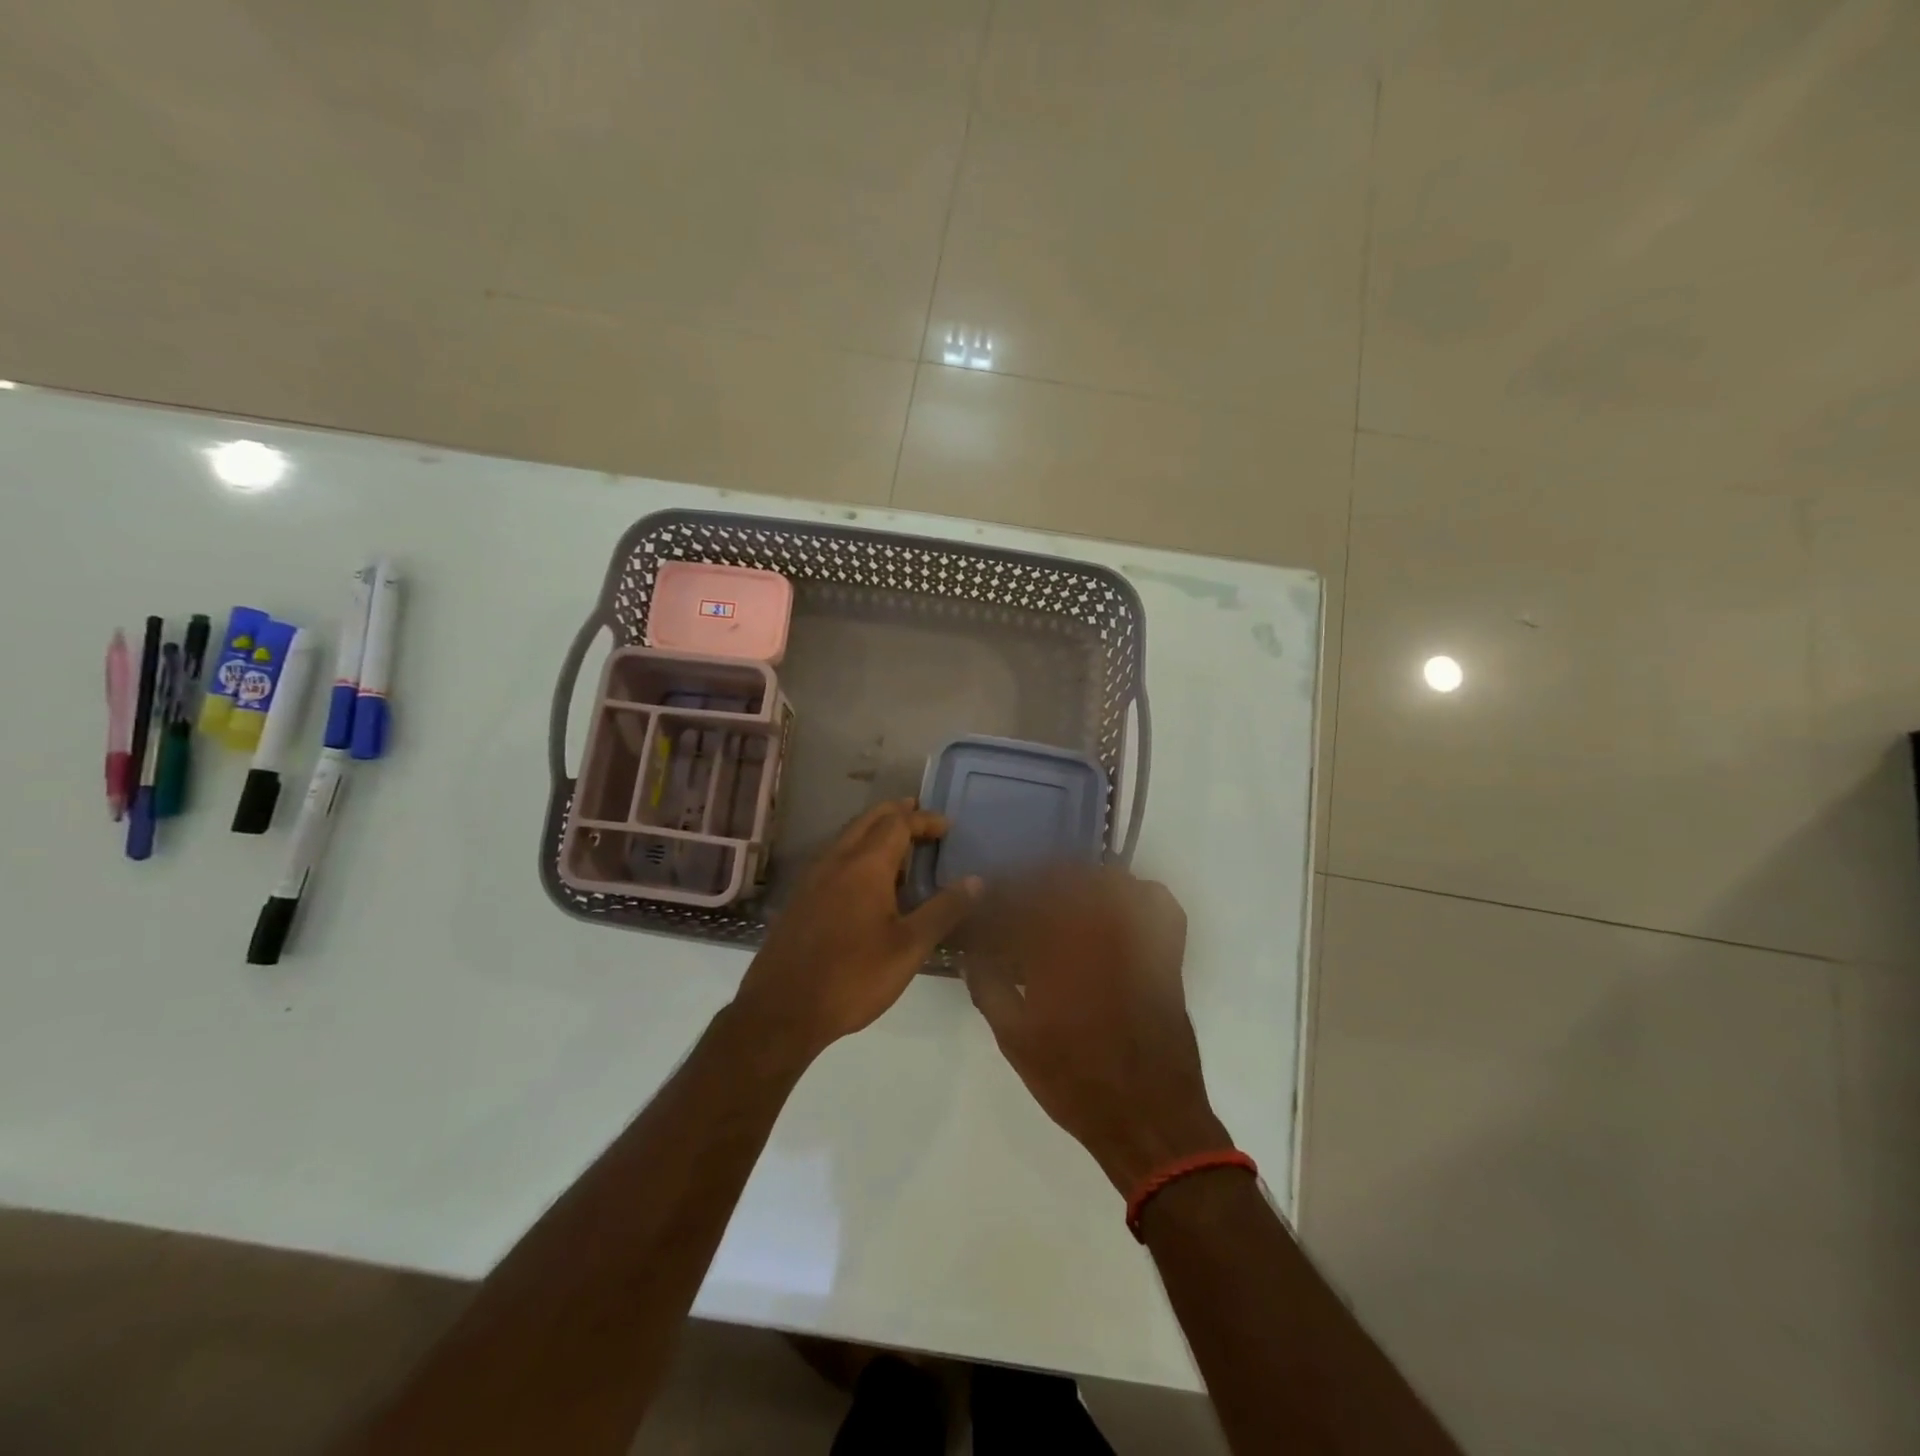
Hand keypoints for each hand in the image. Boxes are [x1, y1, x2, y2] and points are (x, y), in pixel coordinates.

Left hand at [732, 799, 979, 1063]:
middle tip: (924, 820)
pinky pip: (834, 858)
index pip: (898, 823)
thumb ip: (943, 910)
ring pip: (848, 837)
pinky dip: (858, 852)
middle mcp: (836, 860)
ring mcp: (813, 878)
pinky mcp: (800, 898)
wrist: (781, 1011)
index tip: (948, 828)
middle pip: (869, 820)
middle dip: (898, 814)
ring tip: (902, 848)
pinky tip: (868, 882)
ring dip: (876, 832)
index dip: (925, 820)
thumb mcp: (909, 947)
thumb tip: (976, 880)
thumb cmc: (853, 977)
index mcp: (865, 865)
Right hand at [964, 869, 1230, 1193]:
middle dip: (1034, 883)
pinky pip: (1158, 902)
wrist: (1148, 1117)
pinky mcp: (1165, 952)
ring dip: (1078, 882)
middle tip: (1017, 901)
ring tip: (1060, 900)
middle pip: (1063, 879)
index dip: (1000, 896)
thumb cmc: (1075, 1081)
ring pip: (1107, 882)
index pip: (1021, 900)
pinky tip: (1118, 908)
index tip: (987, 903)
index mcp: (1057, 949)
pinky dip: (1137, 893)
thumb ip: (988, 987)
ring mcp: (1138, 937)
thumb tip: (969, 952)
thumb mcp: (1015, 1040)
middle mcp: (1099, 930)